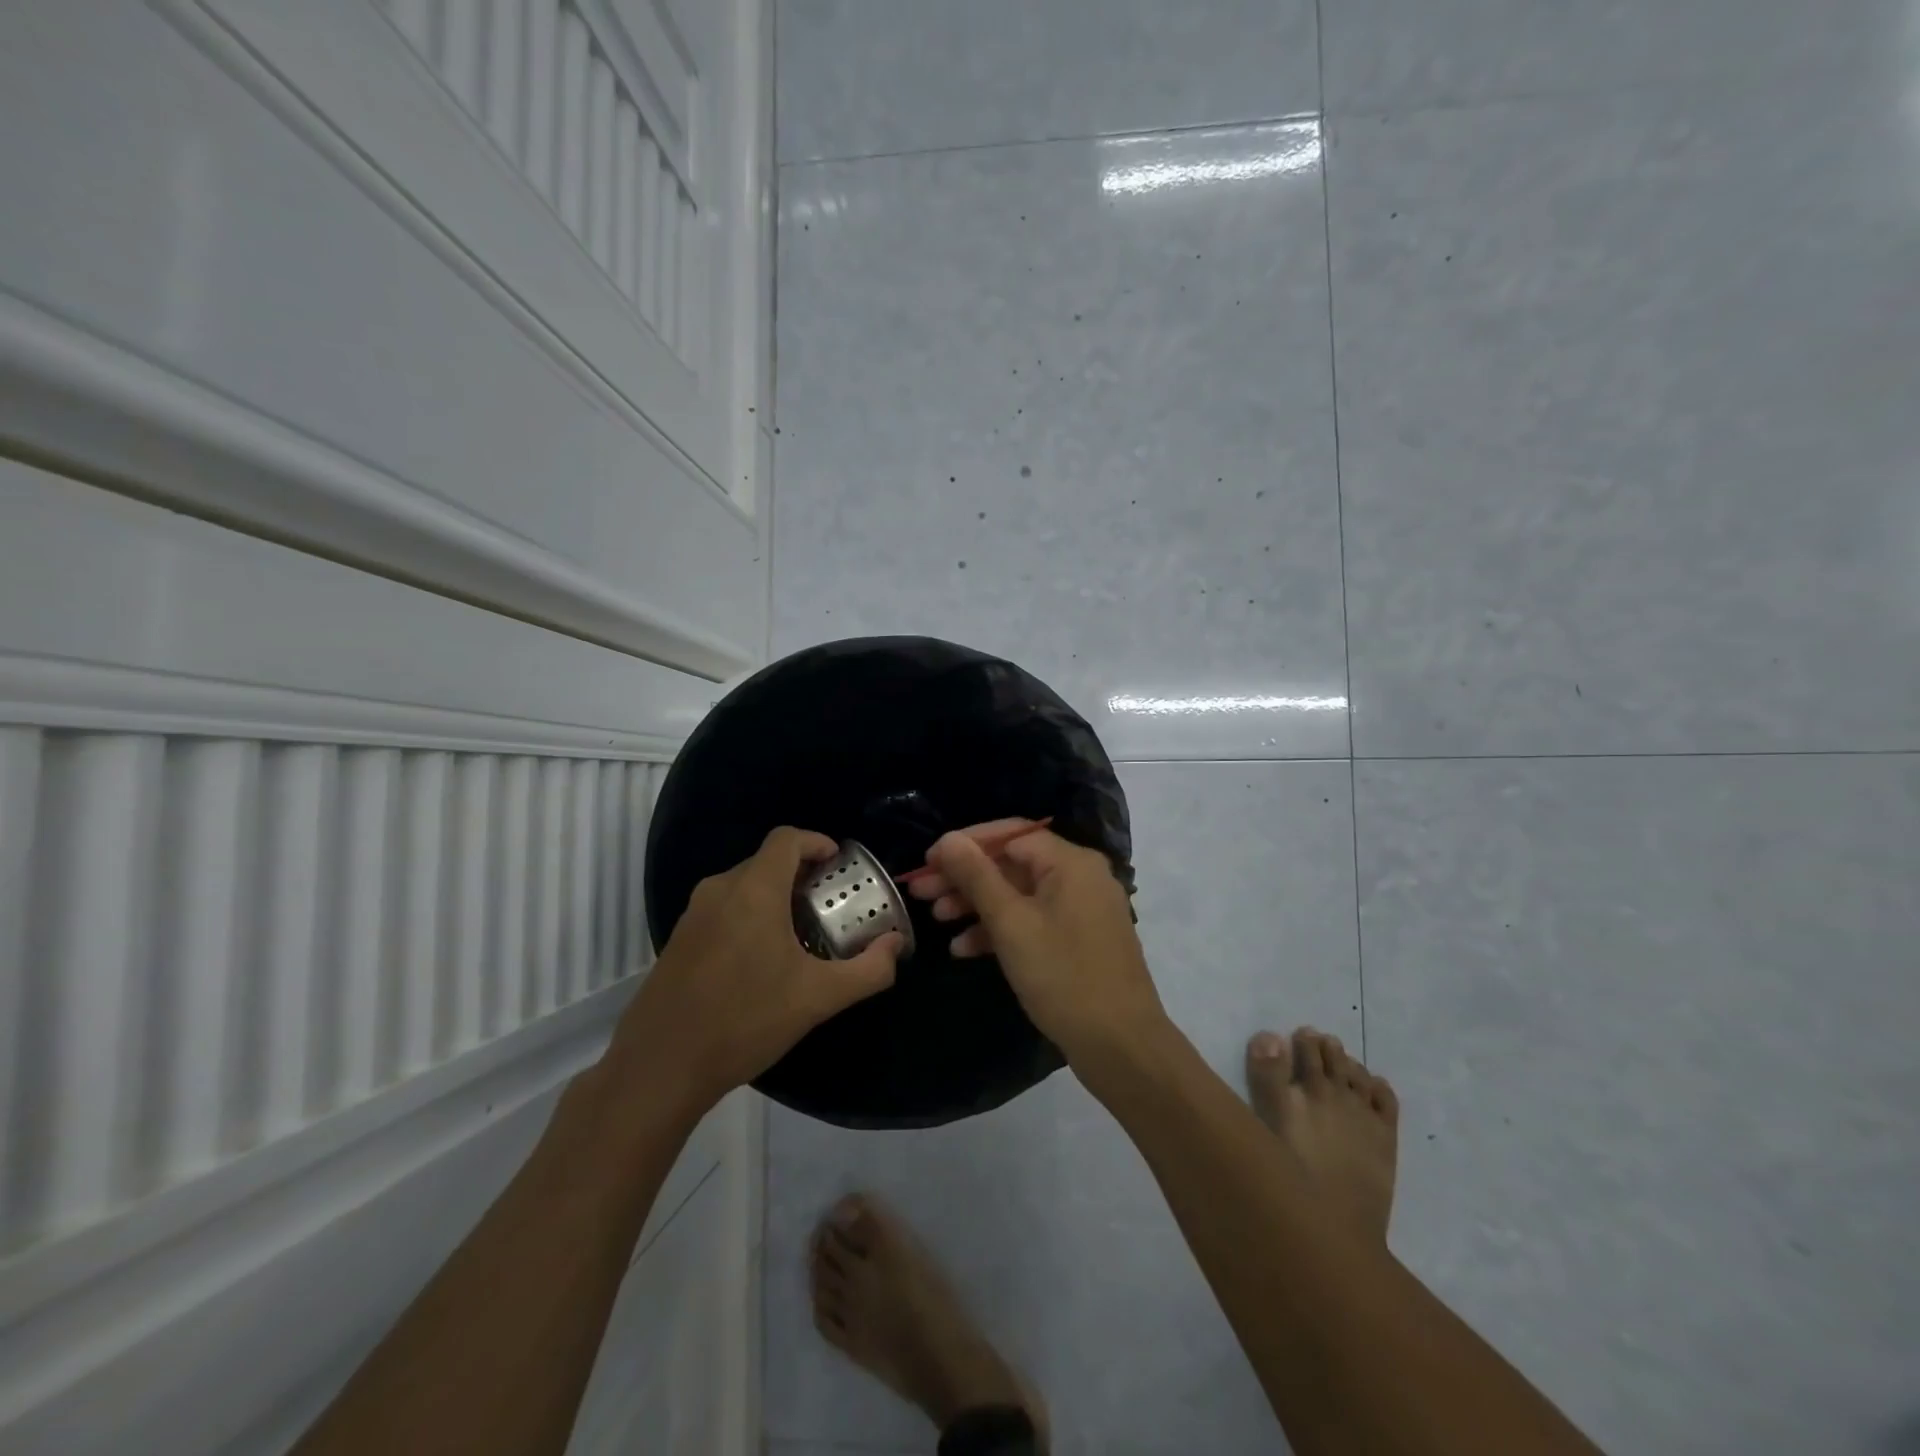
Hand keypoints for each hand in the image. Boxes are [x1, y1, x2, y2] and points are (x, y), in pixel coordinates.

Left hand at [611, 827, 903, 1113]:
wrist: (660, 1067)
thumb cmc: (745, 1020)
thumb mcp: (818, 998)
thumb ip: (868, 970)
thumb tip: (896, 945)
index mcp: (754, 890)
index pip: (787, 839)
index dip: (817, 842)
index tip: (839, 863)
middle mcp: (719, 890)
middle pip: (766, 861)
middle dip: (801, 874)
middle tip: (828, 904)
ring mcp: (693, 915)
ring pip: (743, 886)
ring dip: (774, 896)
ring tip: (800, 932)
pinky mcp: (678, 940)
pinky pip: (723, 909)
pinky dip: (749, 915)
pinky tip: (761, 960)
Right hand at [912, 824, 1166, 1065]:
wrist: (1121, 1046)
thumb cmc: (1063, 976)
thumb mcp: (1011, 924)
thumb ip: (977, 877)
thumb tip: (948, 839)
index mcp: (1071, 862)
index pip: (1010, 834)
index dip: (966, 844)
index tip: (928, 861)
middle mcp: (1080, 877)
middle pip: (1013, 864)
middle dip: (965, 877)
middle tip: (921, 891)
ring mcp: (1081, 911)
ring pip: (1020, 895)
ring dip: (977, 905)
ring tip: (937, 919)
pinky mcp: (1078, 941)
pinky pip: (1033, 922)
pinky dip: (1001, 930)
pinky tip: (964, 949)